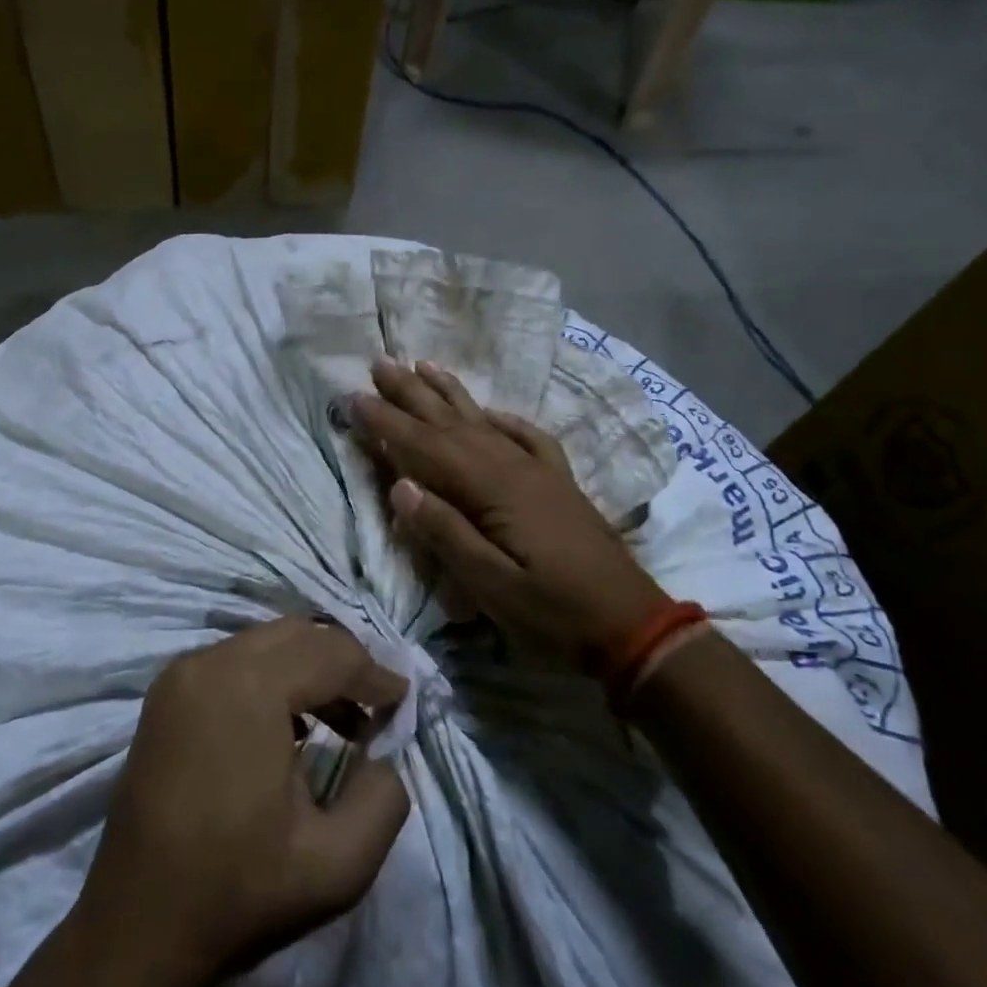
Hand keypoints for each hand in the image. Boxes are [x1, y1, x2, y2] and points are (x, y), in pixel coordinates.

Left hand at [72, 618, 410, 986]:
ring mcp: (181, 673)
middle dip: (344, 662)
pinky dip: (272, 676)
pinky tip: (290, 725)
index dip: (374, 673)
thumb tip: (384, 755)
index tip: (403, 700)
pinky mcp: (166, 692)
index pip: (330, 654)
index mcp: (248, 687)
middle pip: (298, 635)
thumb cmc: (237, 893)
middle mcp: (211, 662)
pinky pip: (234, 660)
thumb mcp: (337, 866)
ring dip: (308, 668)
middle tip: (375, 705)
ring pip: (265, 643)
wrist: (136, 930)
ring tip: (341, 720)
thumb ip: (384, 800)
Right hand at [348, 357, 668, 654]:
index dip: (387, 422)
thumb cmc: (554, 612)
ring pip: (483, 421)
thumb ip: (445, 533)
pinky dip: (504, 419)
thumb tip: (399, 486)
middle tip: (379, 362)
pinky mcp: (558, 482)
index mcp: (491, 489)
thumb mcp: (492, 586)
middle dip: (411, 393)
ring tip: (423, 364)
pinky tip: (490, 410)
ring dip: (450, 392)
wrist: (633, 624)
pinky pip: (526, 436)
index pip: (426, 447)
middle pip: (451, 422)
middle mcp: (512, 467)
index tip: (354, 396)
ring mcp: (539, 471)